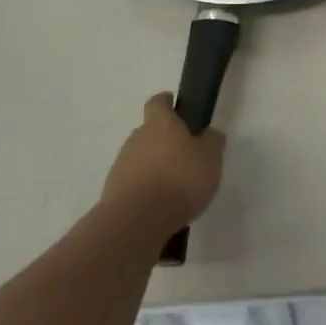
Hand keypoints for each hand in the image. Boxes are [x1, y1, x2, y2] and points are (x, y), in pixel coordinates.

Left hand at [103, 93, 224, 233]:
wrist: (135, 222)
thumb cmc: (179, 181)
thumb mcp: (211, 158)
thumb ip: (212, 142)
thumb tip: (208, 134)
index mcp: (160, 124)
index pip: (158, 102)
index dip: (167, 103)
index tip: (178, 109)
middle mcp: (137, 138)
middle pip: (150, 133)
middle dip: (165, 143)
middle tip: (185, 159)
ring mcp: (122, 165)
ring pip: (141, 160)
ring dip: (155, 169)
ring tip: (174, 191)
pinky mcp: (113, 192)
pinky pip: (134, 184)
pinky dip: (145, 192)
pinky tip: (161, 209)